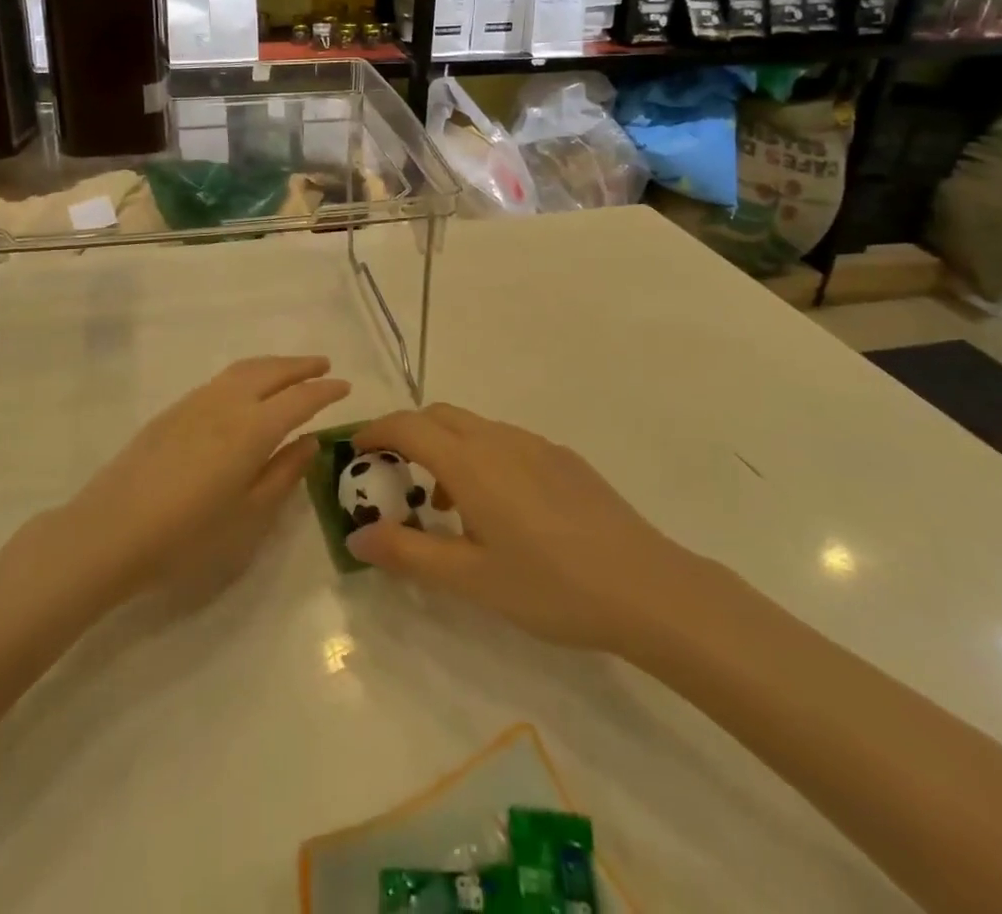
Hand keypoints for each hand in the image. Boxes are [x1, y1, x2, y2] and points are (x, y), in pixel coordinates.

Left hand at [53, 357, 349, 606]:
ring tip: (290, 370)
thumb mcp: (249, 515)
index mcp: (253, 428)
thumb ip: (284, 474)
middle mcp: (228, 403)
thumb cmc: (188, 534)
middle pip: (272, 371)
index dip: (325, 391)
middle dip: (301, 365)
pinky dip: (247, 373)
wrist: (110, 531)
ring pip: (244, 369)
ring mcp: (197, 402)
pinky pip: (222, 379)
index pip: (300, 399)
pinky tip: (246, 389)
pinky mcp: (174, 410)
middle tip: (324, 365)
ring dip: (274, 364)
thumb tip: (310, 441)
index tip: (345, 385)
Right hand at [346, 404, 701, 659]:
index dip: (375, 432)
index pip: (407, 426)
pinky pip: (505, 441)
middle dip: (408, 434)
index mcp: (470, 462)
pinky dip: (481, 457)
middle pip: (438, 415)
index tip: (356, 452)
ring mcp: (535, 444)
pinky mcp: (563, 458)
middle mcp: (499, 439)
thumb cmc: (550, 585)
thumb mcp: (470, 579)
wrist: (646, 587)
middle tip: (394, 477)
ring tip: (445, 504)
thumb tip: (357, 538)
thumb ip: (409, 553)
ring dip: (446, 447)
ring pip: (474, 427)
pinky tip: (499, 510)